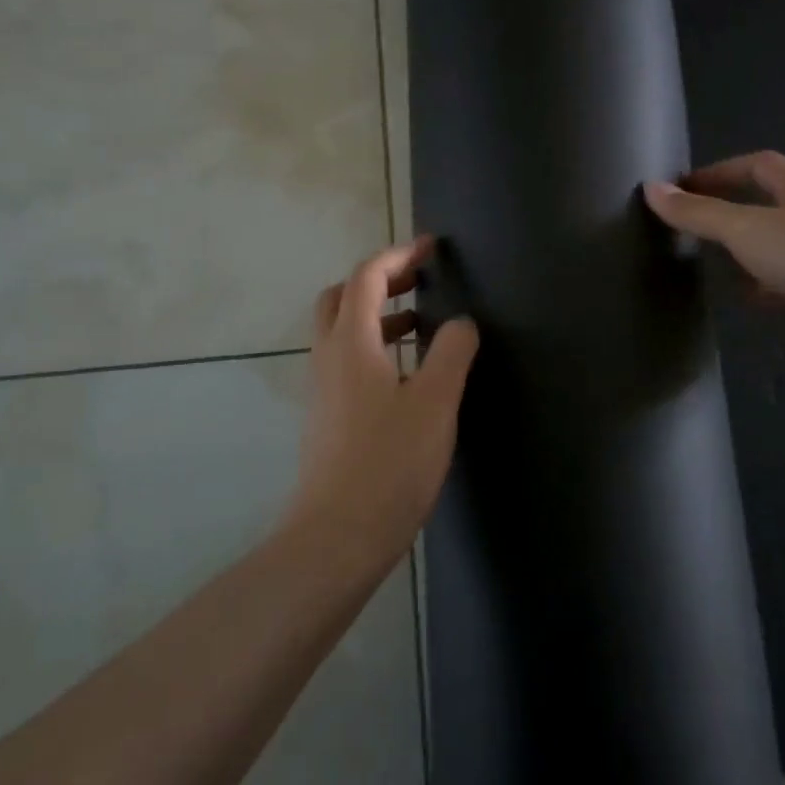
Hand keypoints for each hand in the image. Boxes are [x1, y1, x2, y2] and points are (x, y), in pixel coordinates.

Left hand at [289, 237, 479, 568]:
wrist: (337, 536)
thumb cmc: (389, 462)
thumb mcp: (435, 402)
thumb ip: (451, 352)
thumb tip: (461, 322)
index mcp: (351, 342)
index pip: (366, 277)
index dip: (398, 255)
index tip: (431, 248)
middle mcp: (328, 357)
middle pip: (342, 297)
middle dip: (379, 280)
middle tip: (417, 282)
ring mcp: (323, 389)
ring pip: (343, 331)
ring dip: (378, 316)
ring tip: (421, 324)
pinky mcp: (327, 417)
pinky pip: (347, 361)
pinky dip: (374, 347)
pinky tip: (407, 375)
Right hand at [644, 152, 784, 378]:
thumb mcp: (745, 229)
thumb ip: (698, 212)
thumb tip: (652, 189)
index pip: (761, 166)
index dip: (724, 169)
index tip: (687, 185)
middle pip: (769, 205)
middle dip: (732, 210)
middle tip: (692, 225)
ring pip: (776, 247)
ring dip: (746, 252)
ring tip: (707, 263)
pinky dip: (761, 289)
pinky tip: (741, 301)